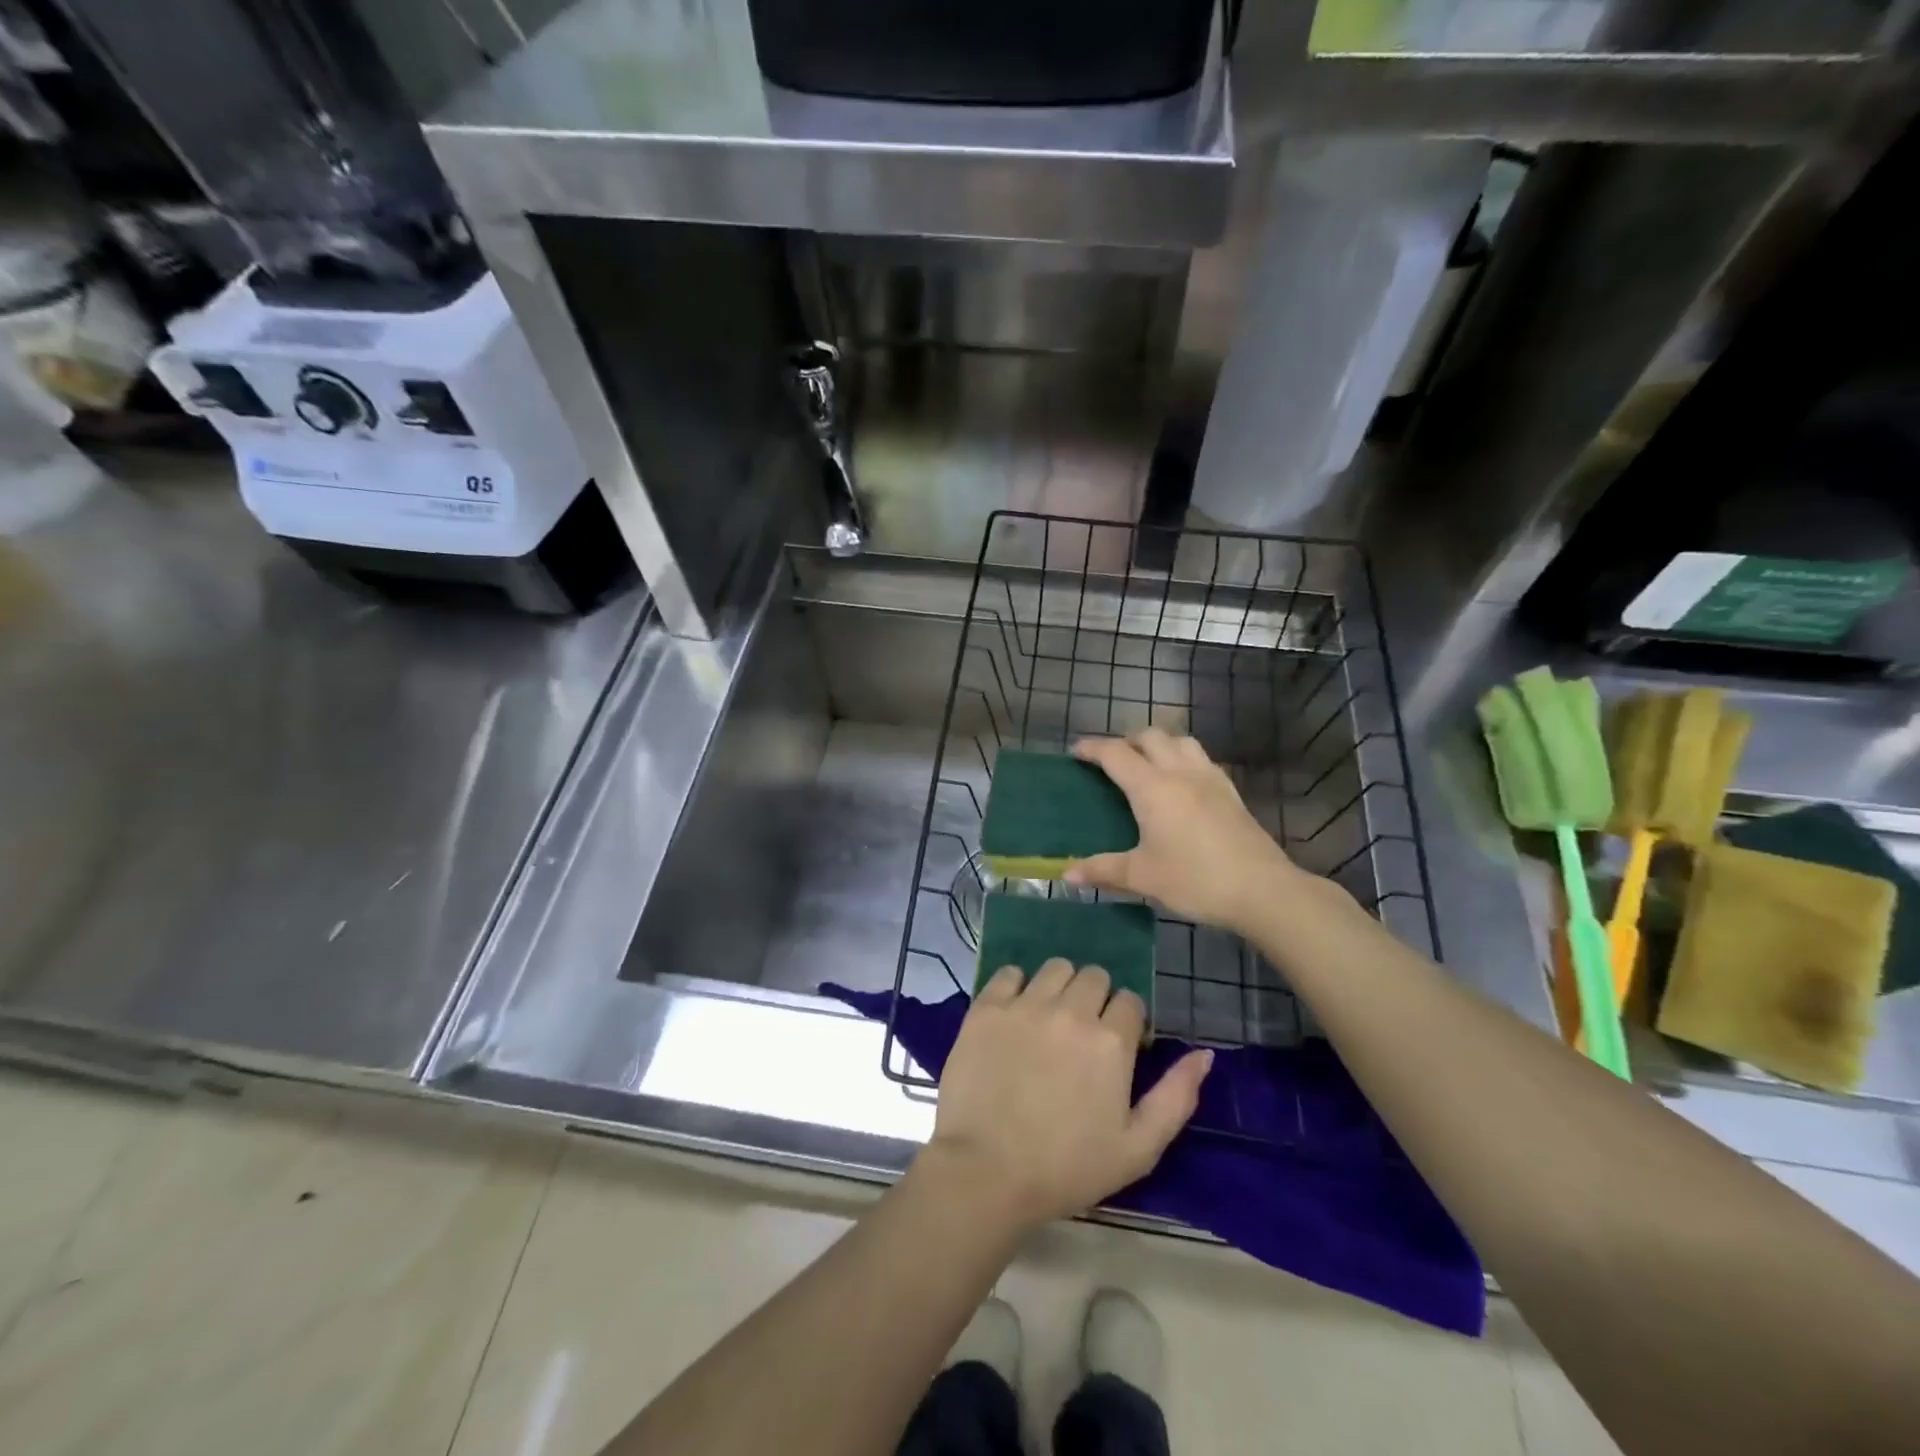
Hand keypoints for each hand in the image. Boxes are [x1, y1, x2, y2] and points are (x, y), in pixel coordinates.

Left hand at [924, 959, 1211, 1230]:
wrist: (986, 1171)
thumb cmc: (1067, 1167)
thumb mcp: (1138, 1148)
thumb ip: (1177, 1097)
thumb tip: (1204, 1054)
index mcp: (1111, 1040)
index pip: (1131, 1001)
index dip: (1127, 1023)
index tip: (1116, 1049)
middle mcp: (1071, 1010)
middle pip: (1094, 976)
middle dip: (1096, 999)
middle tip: (1082, 1035)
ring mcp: (1025, 1004)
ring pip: (1055, 968)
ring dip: (1060, 986)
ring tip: (1050, 1019)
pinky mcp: (987, 1007)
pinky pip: (1009, 973)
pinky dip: (1016, 986)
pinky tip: (1015, 1014)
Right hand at [1067, 729, 1304, 936]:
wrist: (1263, 890)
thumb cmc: (1195, 879)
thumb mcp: (1142, 877)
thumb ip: (1103, 871)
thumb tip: (1067, 875)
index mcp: (1153, 788)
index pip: (1115, 754)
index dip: (1092, 748)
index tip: (1075, 752)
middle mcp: (1180, 773)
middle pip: (1150, 737)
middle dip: (1126, 741)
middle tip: (1111, 761)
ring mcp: (1210, 779)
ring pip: (1181, 741)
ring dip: (1159, 744)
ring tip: (1147, 764)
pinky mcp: (1231, 792)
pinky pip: (1202, 759)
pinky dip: (1183, 758)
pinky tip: (1182, 784)